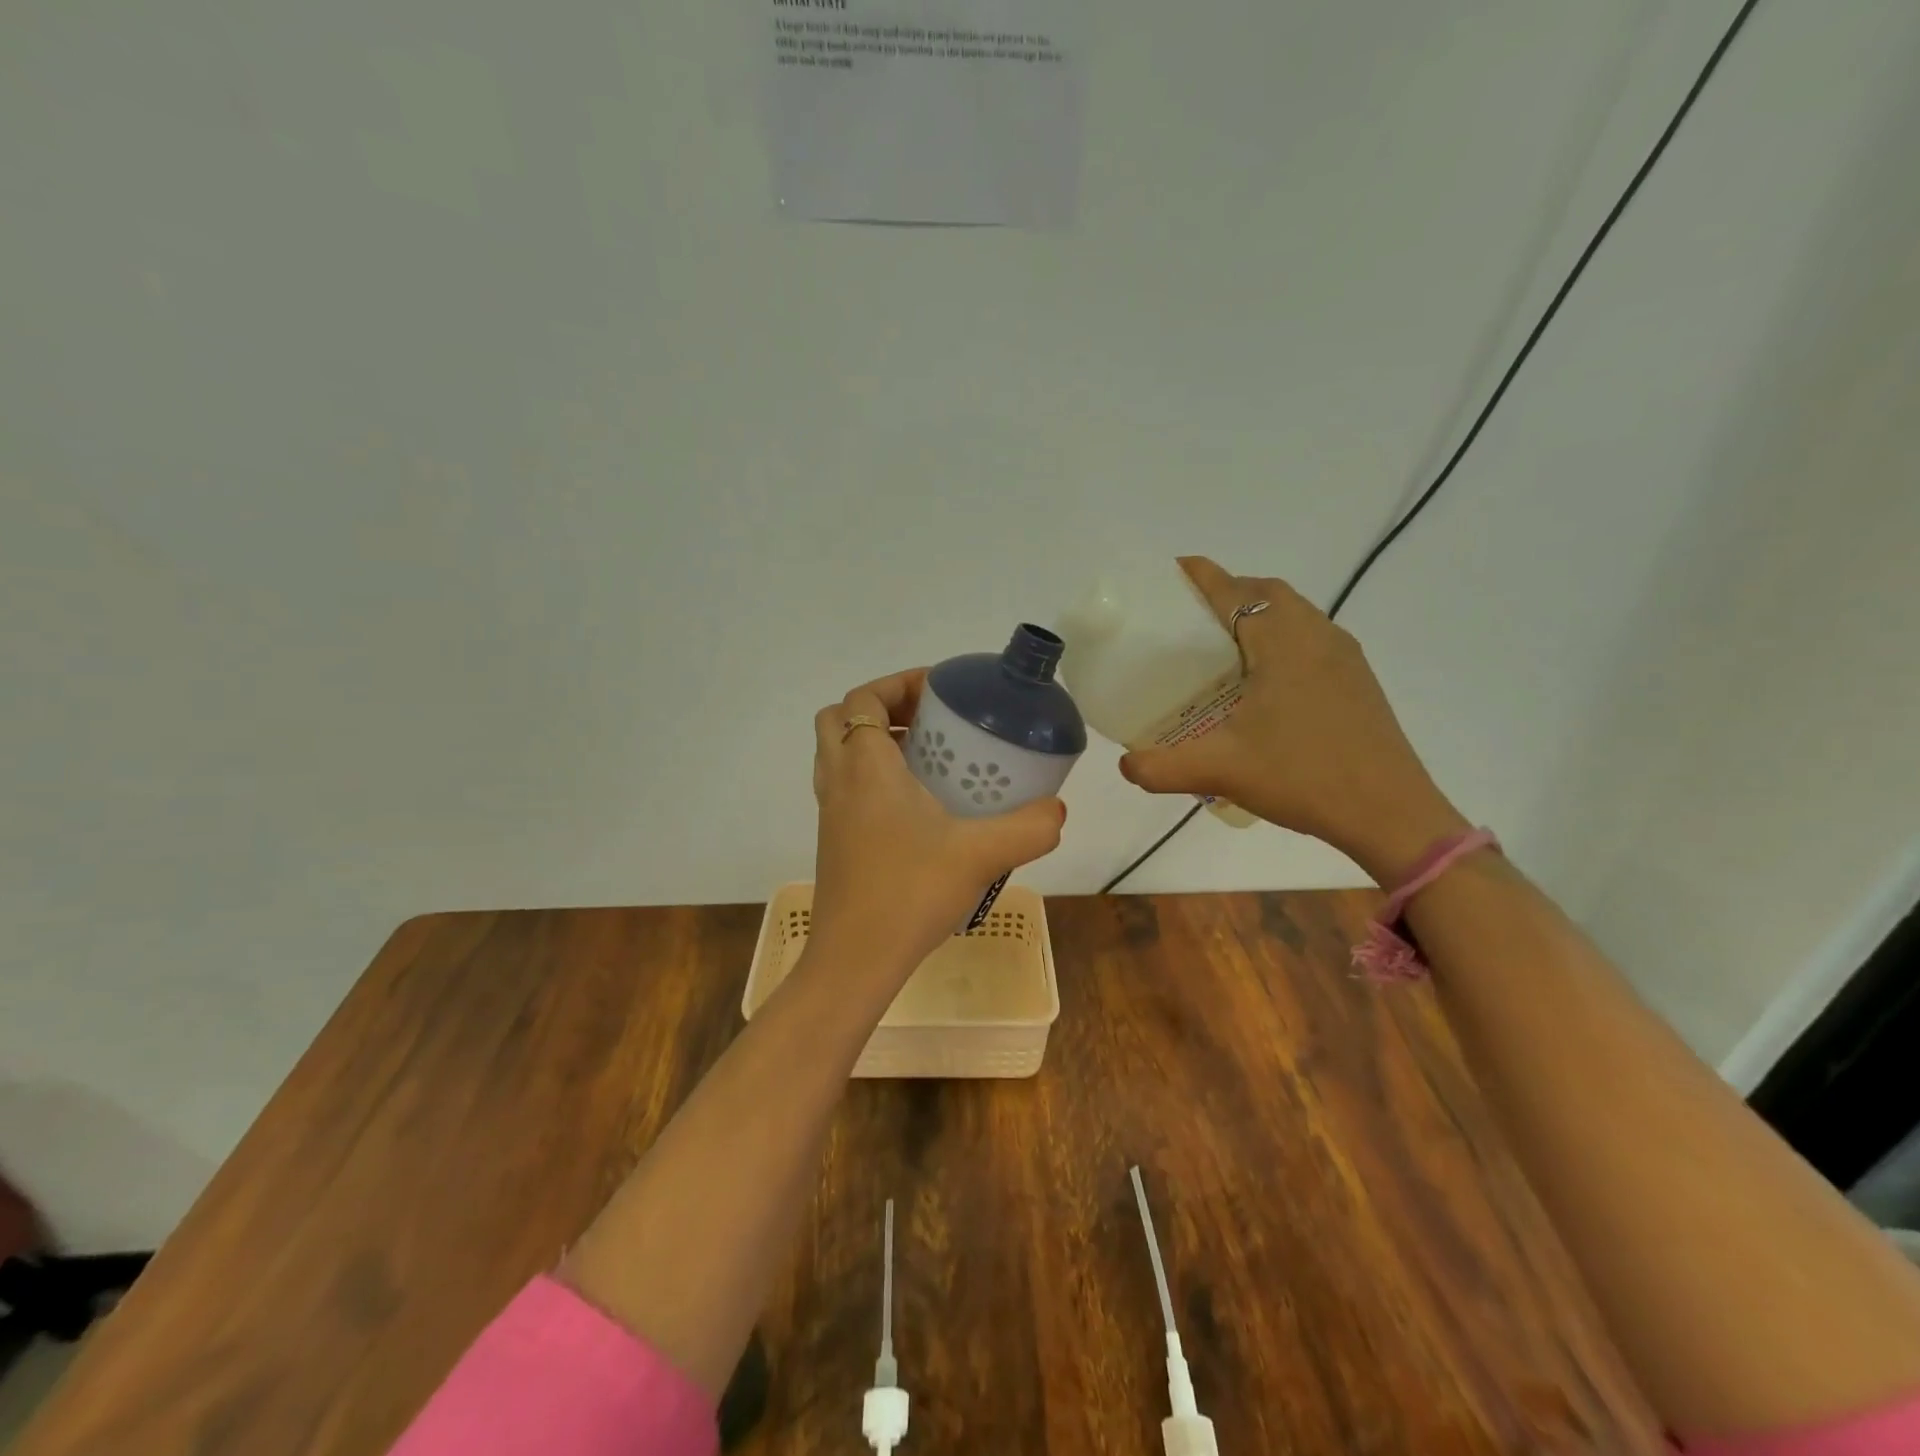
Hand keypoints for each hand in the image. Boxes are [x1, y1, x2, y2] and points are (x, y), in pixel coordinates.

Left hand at [810, 669, 1066, 977]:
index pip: (863, 699)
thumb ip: (1030, 828)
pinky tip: (918, 807)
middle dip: (883, 708)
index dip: (897, 682)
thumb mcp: (982, 854)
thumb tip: (1058, 811)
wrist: (856, 960)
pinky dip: (872, 777)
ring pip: (838, 755)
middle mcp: (839, 781)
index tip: (939, 691)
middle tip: (929, 722)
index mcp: (865, 766)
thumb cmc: (911, 893)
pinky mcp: (834, 841)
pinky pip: (846, 787)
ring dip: (876, 742)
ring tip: (928, 758)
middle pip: (841, 719)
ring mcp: (831, 813)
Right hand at [1118, 557, 1468, 884]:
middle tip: (1187, 619)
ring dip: (1257, 614)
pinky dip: (1279, 639)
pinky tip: (1260, 682)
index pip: (1232, 590)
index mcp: (1281, 640)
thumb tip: (1124, 766)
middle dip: (1226, 592)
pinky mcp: (1356, 679)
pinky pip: (1310, 638)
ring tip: (1219, 647)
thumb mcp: (1221, 770)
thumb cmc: (1304, 776)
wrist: (1391, 813)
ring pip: (1293, 614)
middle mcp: (1316, 634)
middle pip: (1266, 591)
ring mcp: (1343, 656)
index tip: (1170, 572)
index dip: (1199, 576)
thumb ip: (1161, 767)